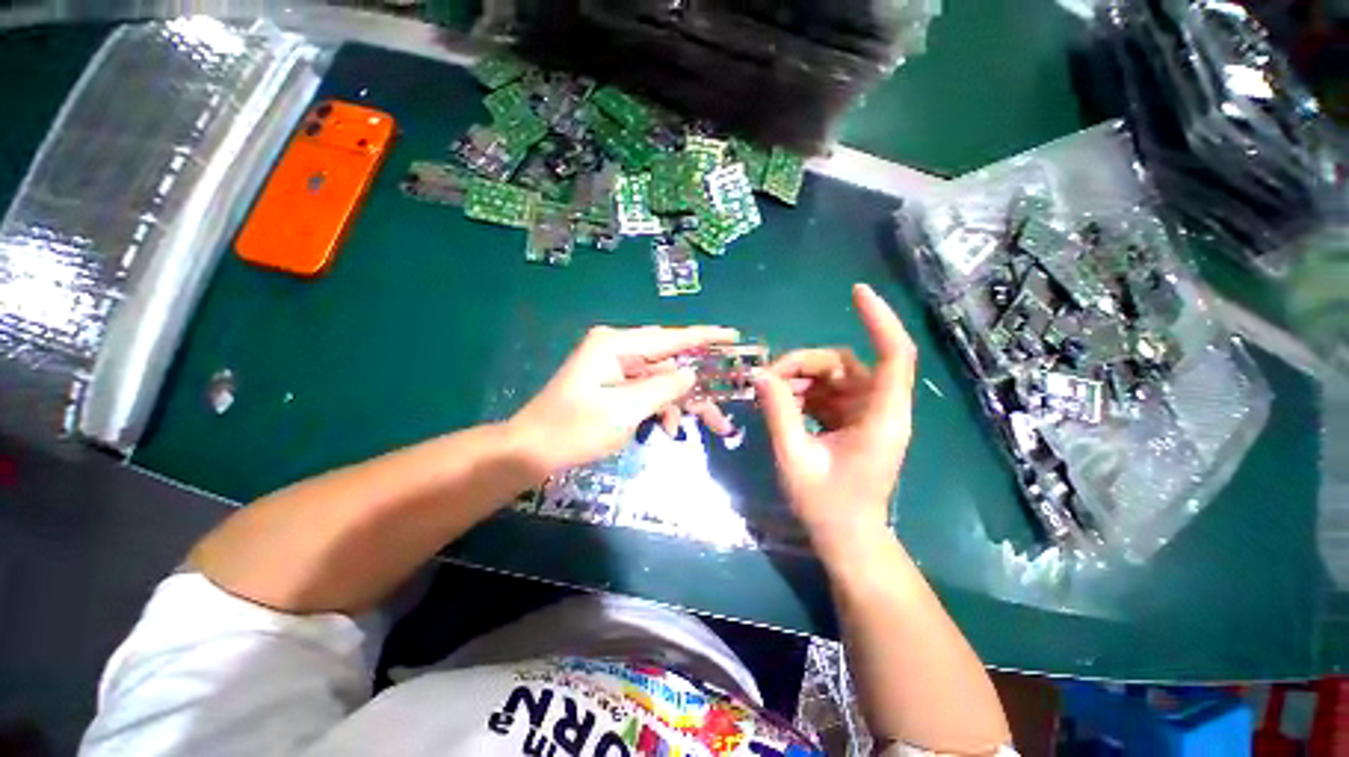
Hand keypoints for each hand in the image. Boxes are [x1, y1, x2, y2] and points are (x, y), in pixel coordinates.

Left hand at [509, 325, 738, 474]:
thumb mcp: (624, 411)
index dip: (704, 337)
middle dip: (696, 385)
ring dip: (679, 401)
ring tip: (705, 426)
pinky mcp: (613, 383)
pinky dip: (660, 406)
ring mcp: (614, 366)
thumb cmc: (574, 430)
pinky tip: (667, 427)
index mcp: (616, 345)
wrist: (531, 451)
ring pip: (661, 379)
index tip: (733, 336)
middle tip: (723, 404)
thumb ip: (662, 388)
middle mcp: (617, 348)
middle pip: (669, 361)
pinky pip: (647, 390)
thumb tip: (690, 373)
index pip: (670, 338)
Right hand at [754, 284, 916, 561]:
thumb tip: (759, 374)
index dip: (879, 319)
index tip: (856, 292)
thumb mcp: (795, 457)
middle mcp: (880, 408)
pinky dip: (802, 392)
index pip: (893, 354)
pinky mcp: (852, 420)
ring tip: (768, 394)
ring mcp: (866, 414)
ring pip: (833, 376)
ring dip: (799, 378)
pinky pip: (827, 392)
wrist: (847, 539)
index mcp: (882, 417)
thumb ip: (778, 412)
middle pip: (845, 363)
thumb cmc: (827, 506)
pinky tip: (780, 403)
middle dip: (803, 364)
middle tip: (766, 379)